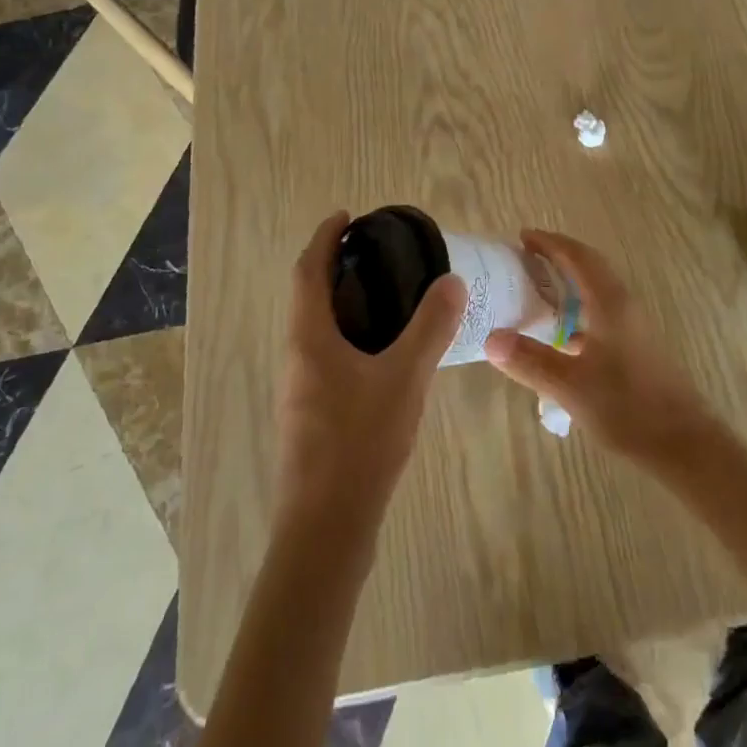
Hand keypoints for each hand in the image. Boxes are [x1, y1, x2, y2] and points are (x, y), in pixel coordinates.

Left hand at [274, 211, 467, 535]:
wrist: (326, 529)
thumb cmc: (360, 442)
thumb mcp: (405, 377)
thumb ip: (430, 327)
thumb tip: (451, 281)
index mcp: (308, 337)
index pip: (307, 270)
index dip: (324, 238)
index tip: (346, 217)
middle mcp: (295, 356)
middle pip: (307, 296)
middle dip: (334, 267)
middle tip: (376, 253)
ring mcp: (299, 388)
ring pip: (315, 328)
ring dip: (340, 302)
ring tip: (386, 295)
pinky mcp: (310, 414)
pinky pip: (325, 354)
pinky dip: (347, 334)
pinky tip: (383, 352)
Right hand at [484, 229, 723, 469]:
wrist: (683, 443)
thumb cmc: (628, 407)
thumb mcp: (570, 387)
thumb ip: (530, 360)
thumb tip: (490, 338)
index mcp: (609, 303)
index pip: (578, 257)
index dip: (550, 243)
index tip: (522, 237)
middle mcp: (623, 305)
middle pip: (590, 267)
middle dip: (558, 257)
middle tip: (525, 258)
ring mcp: (632, 326)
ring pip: (597, 290)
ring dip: (569, 282)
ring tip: (537, 291)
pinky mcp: (636, 346)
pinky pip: (601, 311)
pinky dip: (578, 309)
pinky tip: (561, 335)